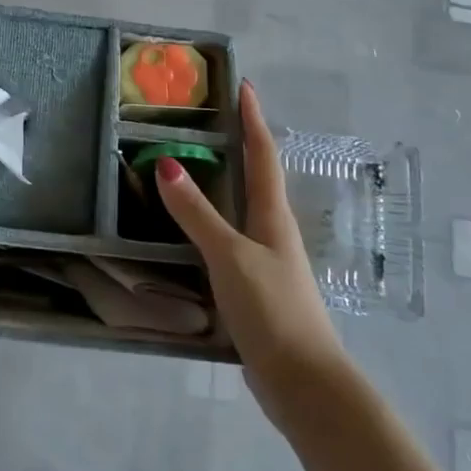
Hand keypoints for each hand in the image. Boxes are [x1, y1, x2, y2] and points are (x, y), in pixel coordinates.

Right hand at [155, 80, 347, 427]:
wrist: (304, 383)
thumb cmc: (273, 310)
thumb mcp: (229, 256)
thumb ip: (197, 213)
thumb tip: (166, 163)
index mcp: (273, 217)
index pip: (263, 155)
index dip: (253, 120)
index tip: (244, 86)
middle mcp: (273, 233)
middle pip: (258, 179)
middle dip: (240, 146)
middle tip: (211, 121)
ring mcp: (267, 263)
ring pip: (243, 211)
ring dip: (225, 185)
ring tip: (196, 167)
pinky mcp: (256, 290)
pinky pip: (230, 242)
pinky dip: (212, 224)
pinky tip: (193, 233)